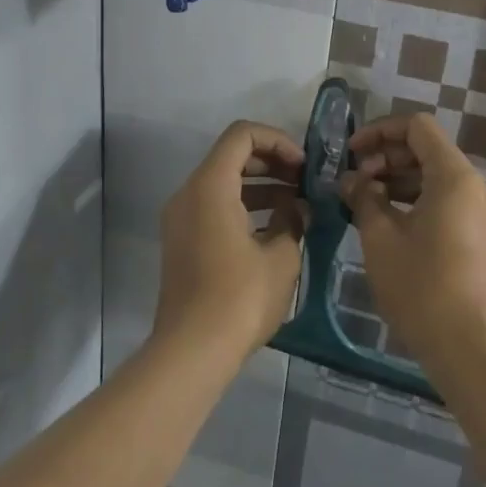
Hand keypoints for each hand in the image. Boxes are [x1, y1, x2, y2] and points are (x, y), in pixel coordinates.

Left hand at [154, 121, 306, 362]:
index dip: (278, 141)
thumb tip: (297, 207)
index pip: (242, 134)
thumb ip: (292, 220)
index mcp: (210, 186)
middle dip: (271, 162)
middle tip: (304, 183)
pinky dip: (243, 206)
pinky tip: (273, 229)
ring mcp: (180, 218)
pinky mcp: (181, 242)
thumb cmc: (240, 298)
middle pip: (231, 155)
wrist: (191, 352)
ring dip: (260, 186)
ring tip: (296, 206)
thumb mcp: (280, 257)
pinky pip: (213, 206)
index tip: (303, 166)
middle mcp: (188, 193)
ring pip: (222, 182)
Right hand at [339, 113, 485, 372]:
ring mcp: (479, 214)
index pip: (416, 127)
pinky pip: (443, 203)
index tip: (349, 153)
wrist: (469, 348)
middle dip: (385, 158)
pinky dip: (413, 202)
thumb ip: (364, 198)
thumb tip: (352, 180)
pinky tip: (385, 224)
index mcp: (453, 176)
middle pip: (426, 150)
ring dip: (396, 181)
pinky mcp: (477, 239)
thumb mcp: (380, 236)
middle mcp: (473, 187)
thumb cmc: (421, 285)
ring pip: (433, 178)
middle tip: (352, 182)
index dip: (379, 131)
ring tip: (362, 203)